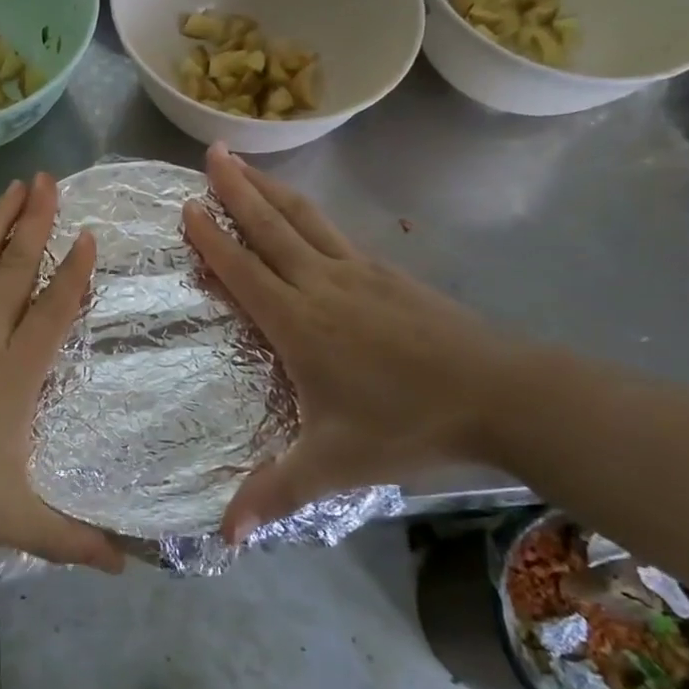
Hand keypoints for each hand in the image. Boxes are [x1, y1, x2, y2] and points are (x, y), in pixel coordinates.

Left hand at [0, 175, 123, 571]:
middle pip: (16, 267)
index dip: (73, 272)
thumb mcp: (6, 519)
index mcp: (13, 373)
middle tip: (52, 181)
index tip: (86, 235)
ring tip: (16, 186)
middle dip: (37, 222)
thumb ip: (67, 538)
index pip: (53, 310)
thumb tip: (124, 566)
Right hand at [182, 145, 520, 542]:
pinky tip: (308, 215)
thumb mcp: (335, 465)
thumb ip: (276, 492)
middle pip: (270, 228)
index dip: (211, 238)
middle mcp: (322, 285)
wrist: (502, 394)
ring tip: (247, 163)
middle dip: (236, 190)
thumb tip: (223, 536)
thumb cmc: (408, 424)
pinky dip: (310, 214)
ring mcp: (359, 273)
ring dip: (271, 190)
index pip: (243, 271)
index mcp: (299, 323)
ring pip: (305, 221)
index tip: (186, 206)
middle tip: (211, 152)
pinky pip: (336, 234)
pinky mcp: (390, 273)